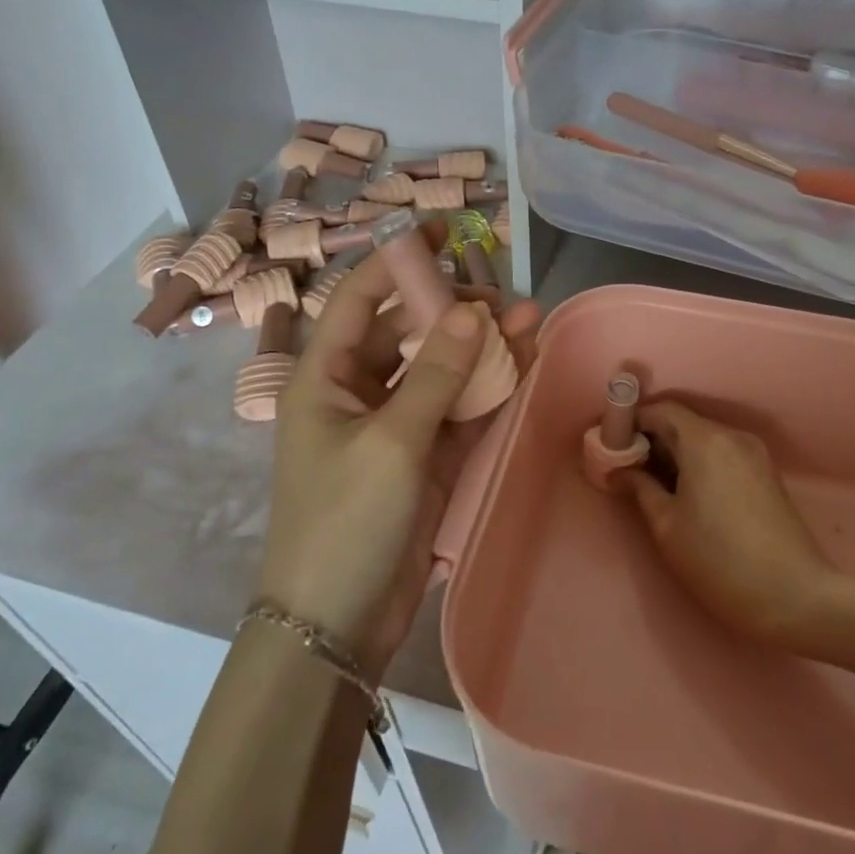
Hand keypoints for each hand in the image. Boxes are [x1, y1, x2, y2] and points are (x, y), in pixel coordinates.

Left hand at [260, 228, 512, 674]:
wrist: (337, 622)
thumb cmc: (345, 519)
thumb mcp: (391, 441)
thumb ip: (435, 374)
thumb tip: (472, 311)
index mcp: (324, 377)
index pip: (359, 300)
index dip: (397, 261)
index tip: (441, 232)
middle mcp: (358, 392)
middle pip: (409, 332)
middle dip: (454, 309)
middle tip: (503, 295)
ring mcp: (396, 426)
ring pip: (442, 371)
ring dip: (481, 348)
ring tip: (530, 319)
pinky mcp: (426, 458)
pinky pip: (460, 410)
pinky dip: (489, 389)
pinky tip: (523, 363)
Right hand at [618, 402, 836, 649]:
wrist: (795, 598)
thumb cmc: (719, 561)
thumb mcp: (666, 526)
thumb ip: (640, 487)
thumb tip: (619, 470)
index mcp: (704, 440)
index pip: (660, 410)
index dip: (632, 422)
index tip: (612, 446)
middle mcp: (732, 436)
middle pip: (682, 422)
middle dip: (652, 439)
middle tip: (627, 469)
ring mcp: (754, 454)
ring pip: (703, 439)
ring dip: (676, 452)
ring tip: (654, 485)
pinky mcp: (766, 473)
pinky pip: (722, 454)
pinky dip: (699, 462)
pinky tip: (687, 494)